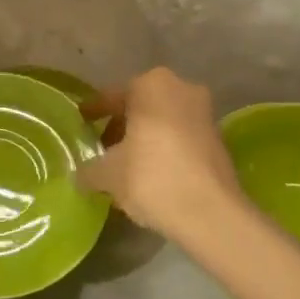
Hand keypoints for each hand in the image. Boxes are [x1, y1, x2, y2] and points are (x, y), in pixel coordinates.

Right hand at [76, 68, 243, 239]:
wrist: (211, 213)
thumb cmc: (152, 178)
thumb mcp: (108, 174)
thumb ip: (89, 169)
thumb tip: (82, 175)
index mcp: (151, 85)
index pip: (112, 97)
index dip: (94, 112)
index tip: (81, 122)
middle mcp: (181, 88)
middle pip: (140, 107)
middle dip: (121, 127)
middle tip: (102, 149)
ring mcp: (204, 112)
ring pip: (162, 122)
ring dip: (144, 138)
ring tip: (125, 165)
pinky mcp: (218, 139)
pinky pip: (180, 138)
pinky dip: (164, 149)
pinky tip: (151, 174)